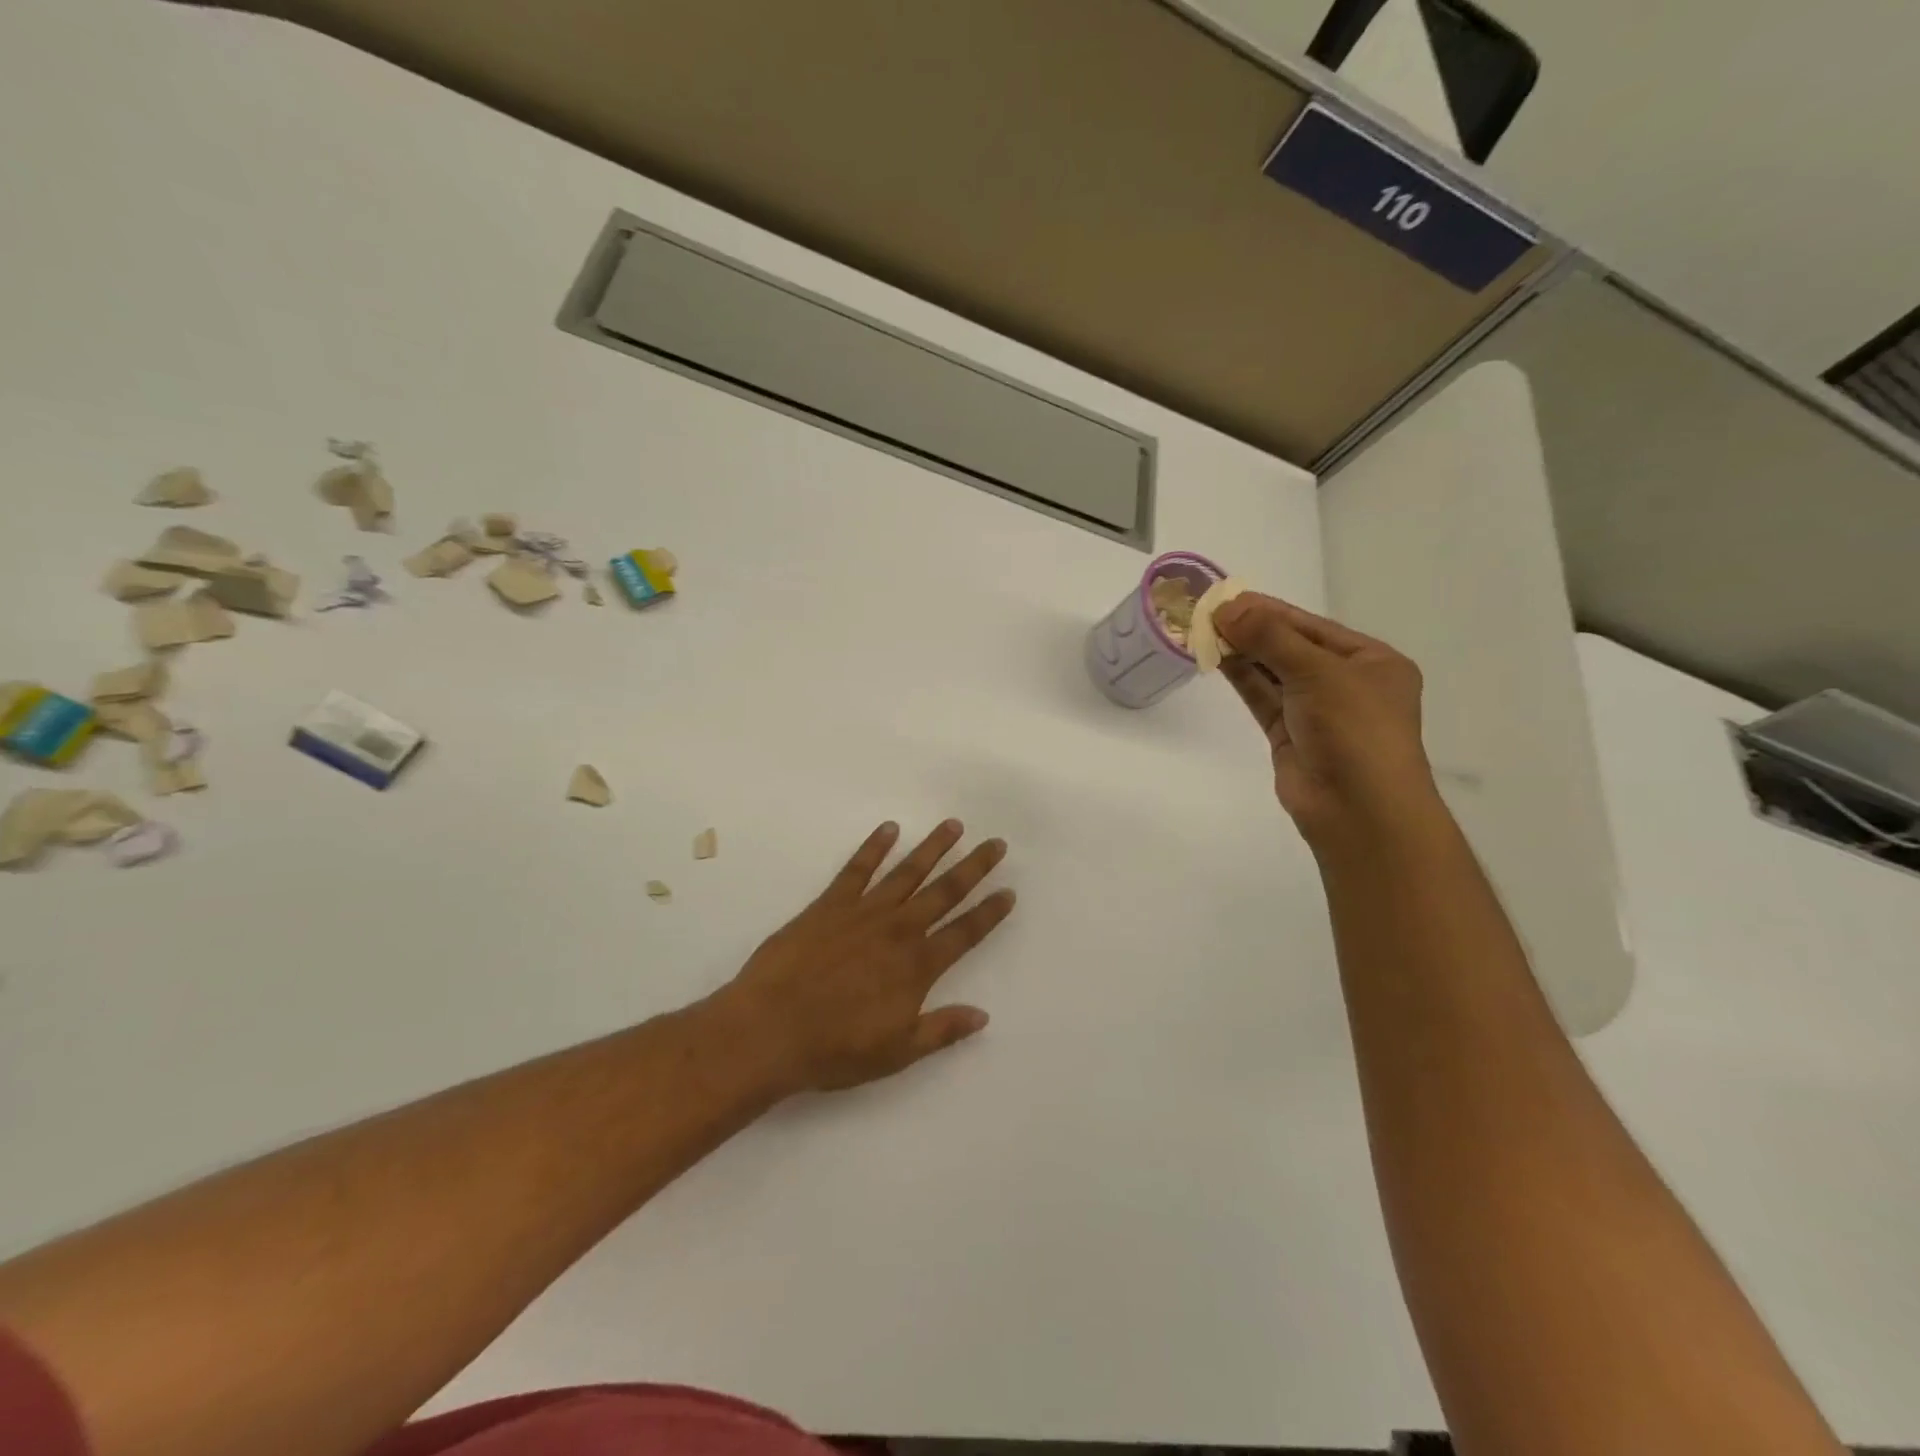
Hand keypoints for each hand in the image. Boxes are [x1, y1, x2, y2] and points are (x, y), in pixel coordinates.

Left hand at [714, 820, 1015, 1094]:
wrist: (769, 1030)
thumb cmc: (834, 1048)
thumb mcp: (896, 1052)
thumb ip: (941, 1030)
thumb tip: (983, 1015)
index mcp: (917, 966)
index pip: (964, 933)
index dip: (989, 913)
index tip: (1008, 891)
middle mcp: (897, 930)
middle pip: (945, 892)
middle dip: (973, 867)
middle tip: (996, 844)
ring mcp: (863, 912)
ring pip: (907, 872)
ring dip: (933, 847)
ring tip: (954, 826)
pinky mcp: (829, 905)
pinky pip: (857, 869)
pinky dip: (874, 847)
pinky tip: (889, 829)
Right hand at [1214, 594, 1436, 842]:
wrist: (1359, 809)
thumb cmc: (1354, 730)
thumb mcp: (1318, 672)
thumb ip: (1270, 638)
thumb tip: (1227, 608)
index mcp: (1371, 662)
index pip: (1313, 627)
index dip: (1270, 611)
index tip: (1228, 598)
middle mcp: (1345, 683)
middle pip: (1291, 648)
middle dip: (1252, 631)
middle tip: (1208, 613)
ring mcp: (1316, 712)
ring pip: (1273, 673)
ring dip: (1242, 653)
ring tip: (1204, 631)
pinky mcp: (1289, 735)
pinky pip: (1263, 698)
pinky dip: (1242, 679)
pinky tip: (1217, 659)